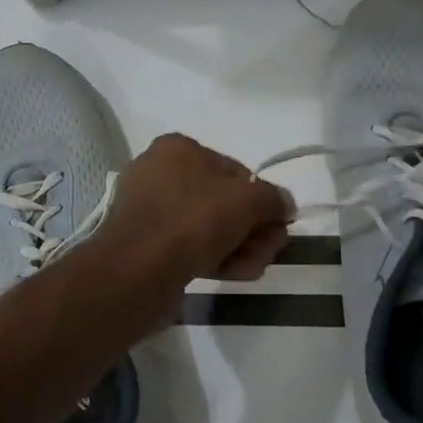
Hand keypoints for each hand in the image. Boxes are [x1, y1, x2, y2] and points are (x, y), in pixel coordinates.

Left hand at [97, 133, 293, 282]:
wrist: (137, 269)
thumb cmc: (193, 220)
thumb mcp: (247, 200)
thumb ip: (273, 198)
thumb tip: (285, 204)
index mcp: (178, 148)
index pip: (234, 170)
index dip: (261, 198)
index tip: (277, 224)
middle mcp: (159, 173)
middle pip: (222, 201)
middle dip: (252, 227)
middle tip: (271, 250)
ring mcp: (149, 211)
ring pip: (207, 226)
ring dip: (239, 246)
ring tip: (254, 267)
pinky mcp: (144, 244)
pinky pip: (187, 245)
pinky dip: (214, 257)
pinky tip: (235, 274)